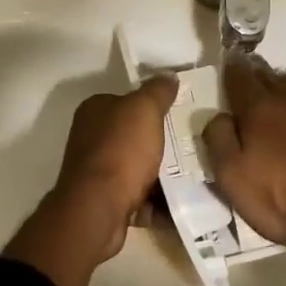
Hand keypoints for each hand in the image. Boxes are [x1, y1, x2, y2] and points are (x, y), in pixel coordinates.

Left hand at [7, 77, 178, 285]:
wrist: (98, 209)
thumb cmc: (120, 151)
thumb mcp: (143, 110)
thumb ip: (157, 91)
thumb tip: (168, 76)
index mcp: (95, 111)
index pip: (127, 101)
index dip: (153, 107)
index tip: (180, 114)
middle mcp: (91, 139)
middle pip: (135, 136)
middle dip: (162, 143)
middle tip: (193, 147)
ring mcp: (97, 172)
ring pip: (139, 168)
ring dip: (163, 174)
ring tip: (194, 176)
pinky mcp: (106, 201)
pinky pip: (139, 197)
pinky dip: (157, 202)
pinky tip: (181, 203)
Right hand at [203, 53, 285, 248]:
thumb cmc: (282, 201)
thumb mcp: (231, 178)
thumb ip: (218, 140)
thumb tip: (220, 115)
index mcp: (259, 111)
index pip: (240, 80)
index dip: (233, 70)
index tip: (230, 62)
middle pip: (271, 79)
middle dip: (259, 75)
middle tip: (252, 75)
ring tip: (281, 90)